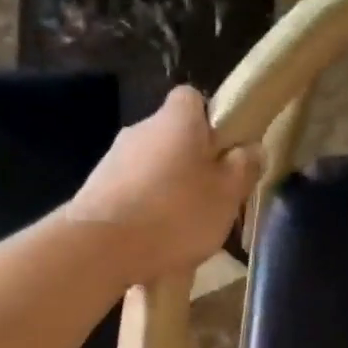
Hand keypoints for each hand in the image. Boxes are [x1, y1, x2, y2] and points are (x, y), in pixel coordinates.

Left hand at [65, 87, 259, 286]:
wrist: (101, 247)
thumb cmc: (176, 214)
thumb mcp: (227, 195)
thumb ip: (244, 168)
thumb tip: (252, 148)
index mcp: (177, 119)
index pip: (194, 100)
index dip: (211, 123)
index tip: (223, 154)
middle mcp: (141, 129)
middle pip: (172, 139)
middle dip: (189, 166)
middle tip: (208, 203)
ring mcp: (113, 160)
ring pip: (151, 170)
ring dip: (165, 193)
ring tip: (179, 234)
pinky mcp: (95, 191)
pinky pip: (130, 196)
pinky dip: (143, 214)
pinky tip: (151, 244)